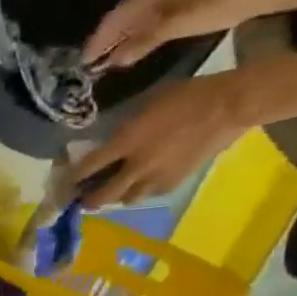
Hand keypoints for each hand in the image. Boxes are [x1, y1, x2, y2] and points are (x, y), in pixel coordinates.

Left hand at [68, 73, 251, 207]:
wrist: (231, 105)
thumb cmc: (188, 95)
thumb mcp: (147, 105)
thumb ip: (125, 127)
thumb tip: (112, 141)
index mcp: (125, 142)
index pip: (89, 167)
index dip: (73, 178)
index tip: (65, 183)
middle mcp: (136, 166)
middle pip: (102, 195)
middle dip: (88, 200)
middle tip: (83, 199)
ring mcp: (156, 177)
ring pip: (125, 199)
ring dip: (116, 197)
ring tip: (114, 192)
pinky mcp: (175, 182)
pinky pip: (149, 195)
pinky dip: (141, 192)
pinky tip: (142, 186)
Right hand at [83, 0, 248, 69]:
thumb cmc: (208, 9)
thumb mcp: (171, 26)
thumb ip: (142, 43)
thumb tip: (114, 61)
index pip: (113, 19)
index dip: (97, 39)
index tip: (84, 61)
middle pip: (119, 21)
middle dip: (103, 41)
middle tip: (89, 64)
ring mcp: (163, 4)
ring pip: (130, 24)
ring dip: (116, 42)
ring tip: (103, 61)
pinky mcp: (173, 12)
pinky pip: (142, 27)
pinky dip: (130, 41)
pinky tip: (127, 53)